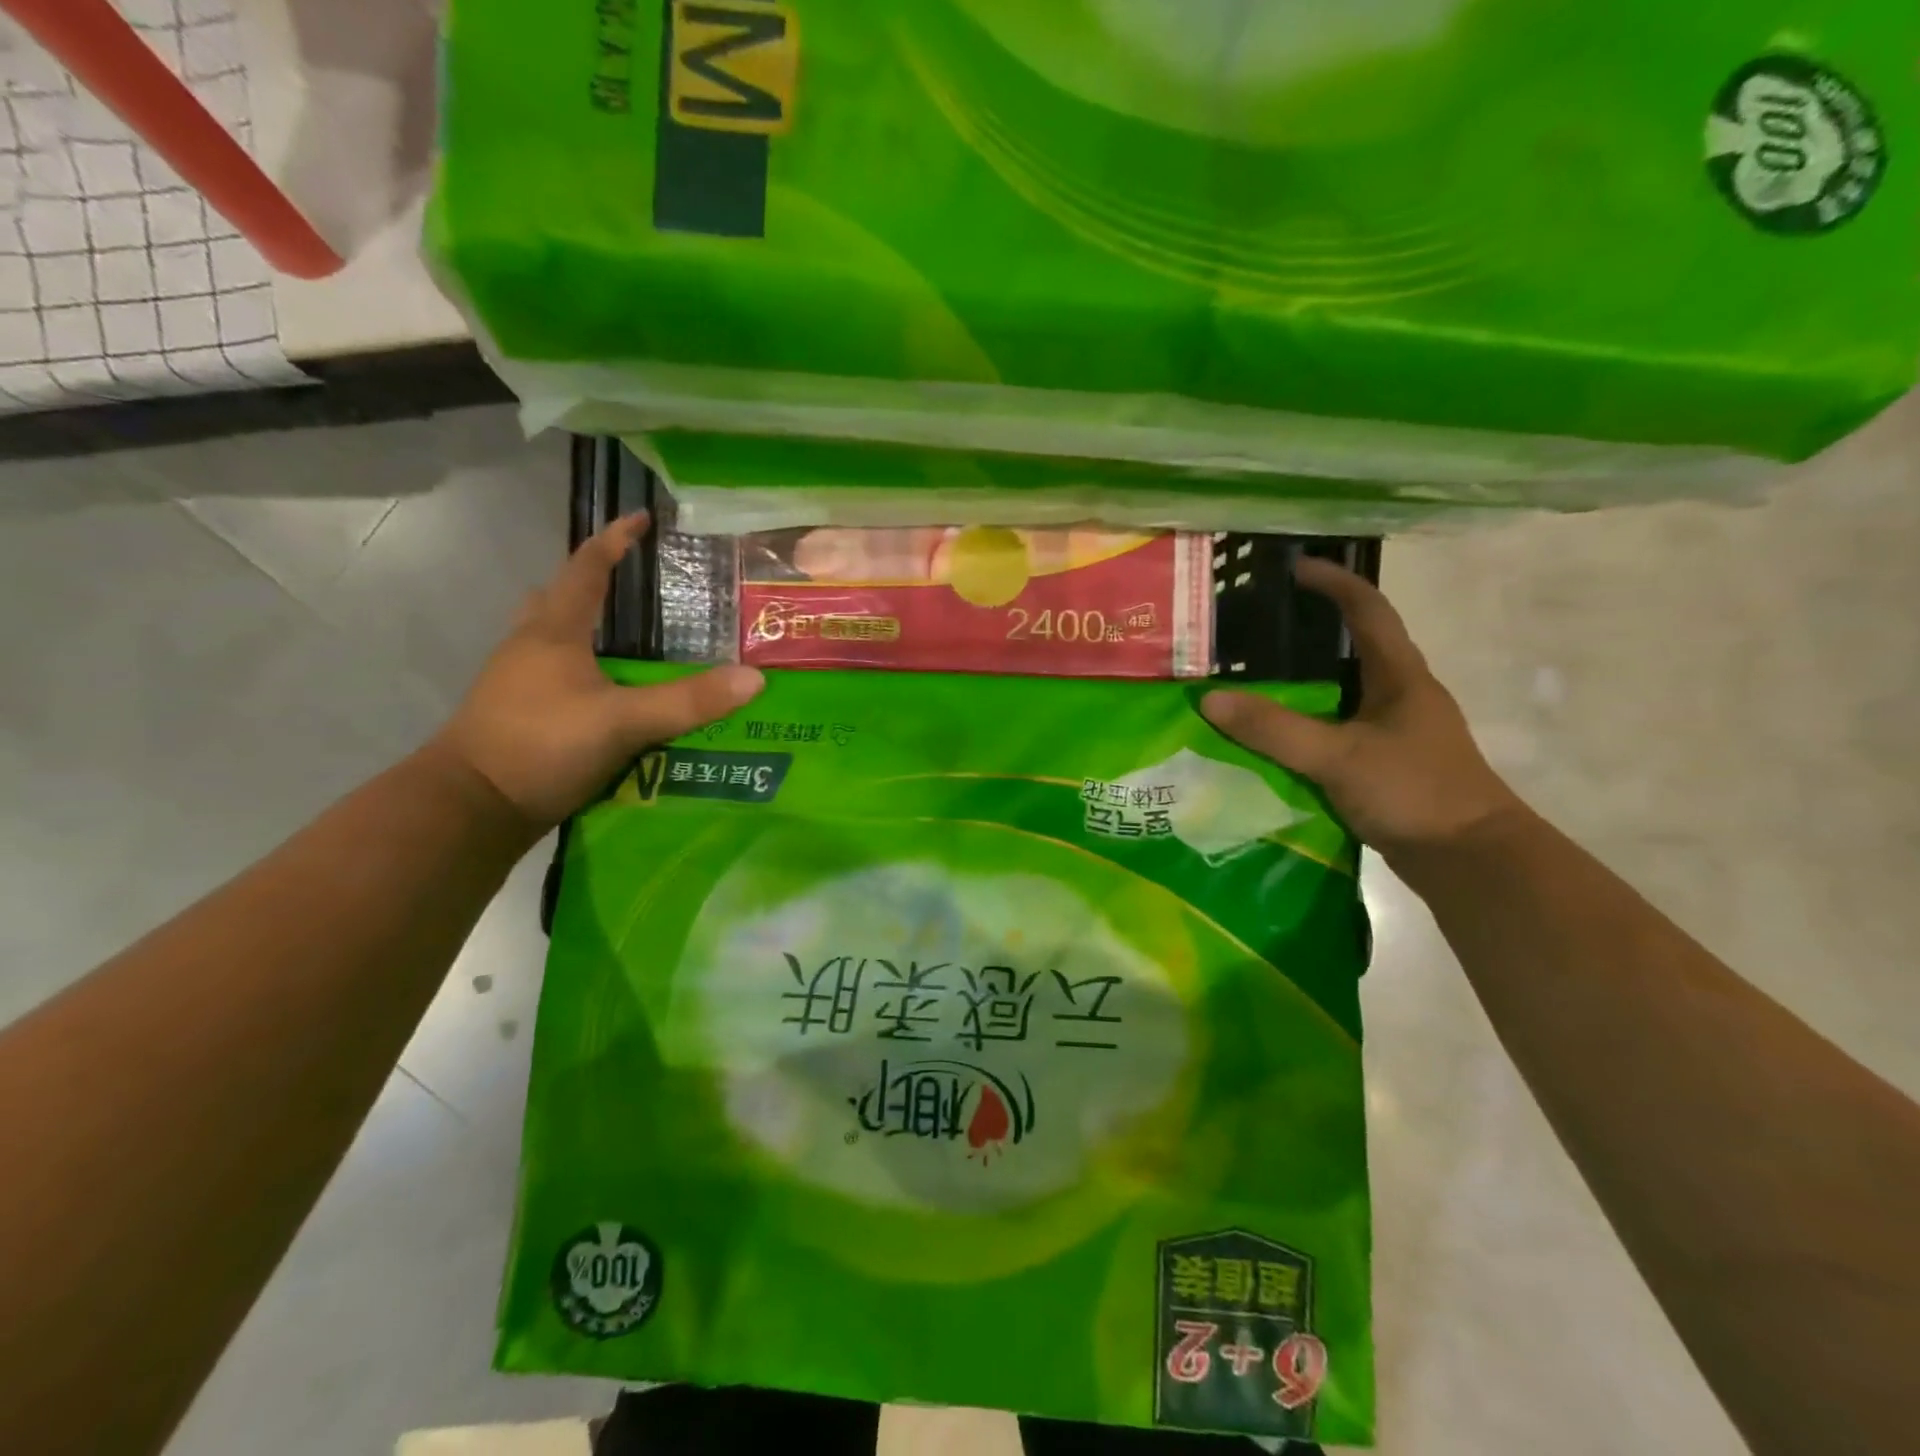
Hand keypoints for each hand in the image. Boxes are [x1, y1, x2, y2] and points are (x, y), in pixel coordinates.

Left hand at [430, 514, 763, 833]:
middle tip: (638, 585)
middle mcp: (531, 647)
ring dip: (589, 628)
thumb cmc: (540, 746)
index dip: (615, 541)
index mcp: (554, 632)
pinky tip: (613, 691)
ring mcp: (521, 682)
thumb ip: (688, 701)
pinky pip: (559, 674)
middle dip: (596, 584)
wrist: (470, 807)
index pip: (586, 569)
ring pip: (556, 637)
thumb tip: (755, 679)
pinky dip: (587, 668)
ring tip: (633, 638)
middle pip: (561, 598)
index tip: (643, 518)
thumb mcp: (622, 721)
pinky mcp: (523, 715)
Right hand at [1202, 557, 1523, 861]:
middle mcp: (1399, 694)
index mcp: (1399, 676)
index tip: (1292, 568)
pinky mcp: (1384, 762)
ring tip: (1251, 678)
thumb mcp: (1338, 757)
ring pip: (1341, 690)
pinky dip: (1304, 721)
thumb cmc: (1415, 792)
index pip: (1368, 609)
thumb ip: (1274, 729)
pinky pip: (1336, 727)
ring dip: (1302, 681)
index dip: (1333, 582)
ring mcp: (1393, 730)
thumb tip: (1209, 699)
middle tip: (1255, 629)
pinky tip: (1273, 735)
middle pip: (1352, 645)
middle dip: (1307, 630)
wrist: (1471, 861)